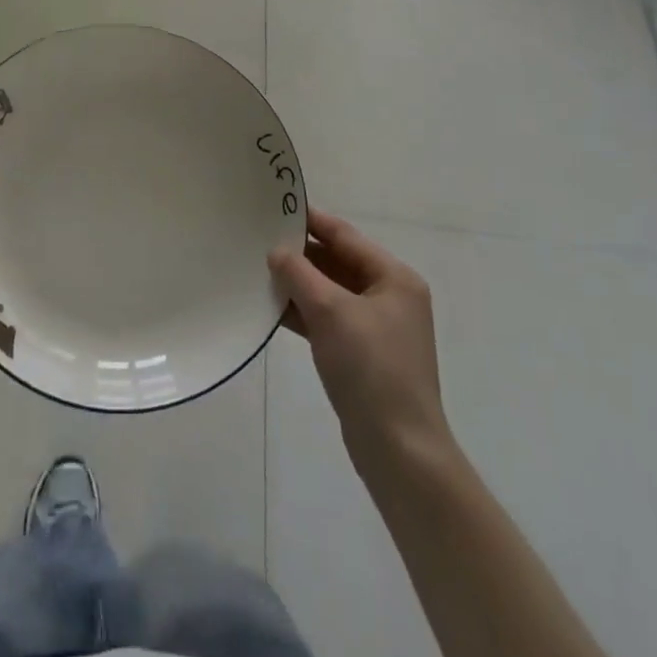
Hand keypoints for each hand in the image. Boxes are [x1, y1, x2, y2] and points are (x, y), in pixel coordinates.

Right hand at [270, 208, 457, 481]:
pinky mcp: (361, 354)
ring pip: (329, 291)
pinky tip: (271, 307)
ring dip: (298, 283)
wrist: (398, 450)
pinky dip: (303, 312)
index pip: (344, 235)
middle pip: (337, 261)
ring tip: (257, 270)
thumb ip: (299, 273)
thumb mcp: (330, 311)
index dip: (310, 220)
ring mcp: (376, 327)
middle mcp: (389, 296)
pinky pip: (327, 319)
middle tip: (258, 239)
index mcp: (394, 277)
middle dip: (300, 254)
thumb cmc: (370, 368)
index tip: (274, 206)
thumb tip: (277, 251)